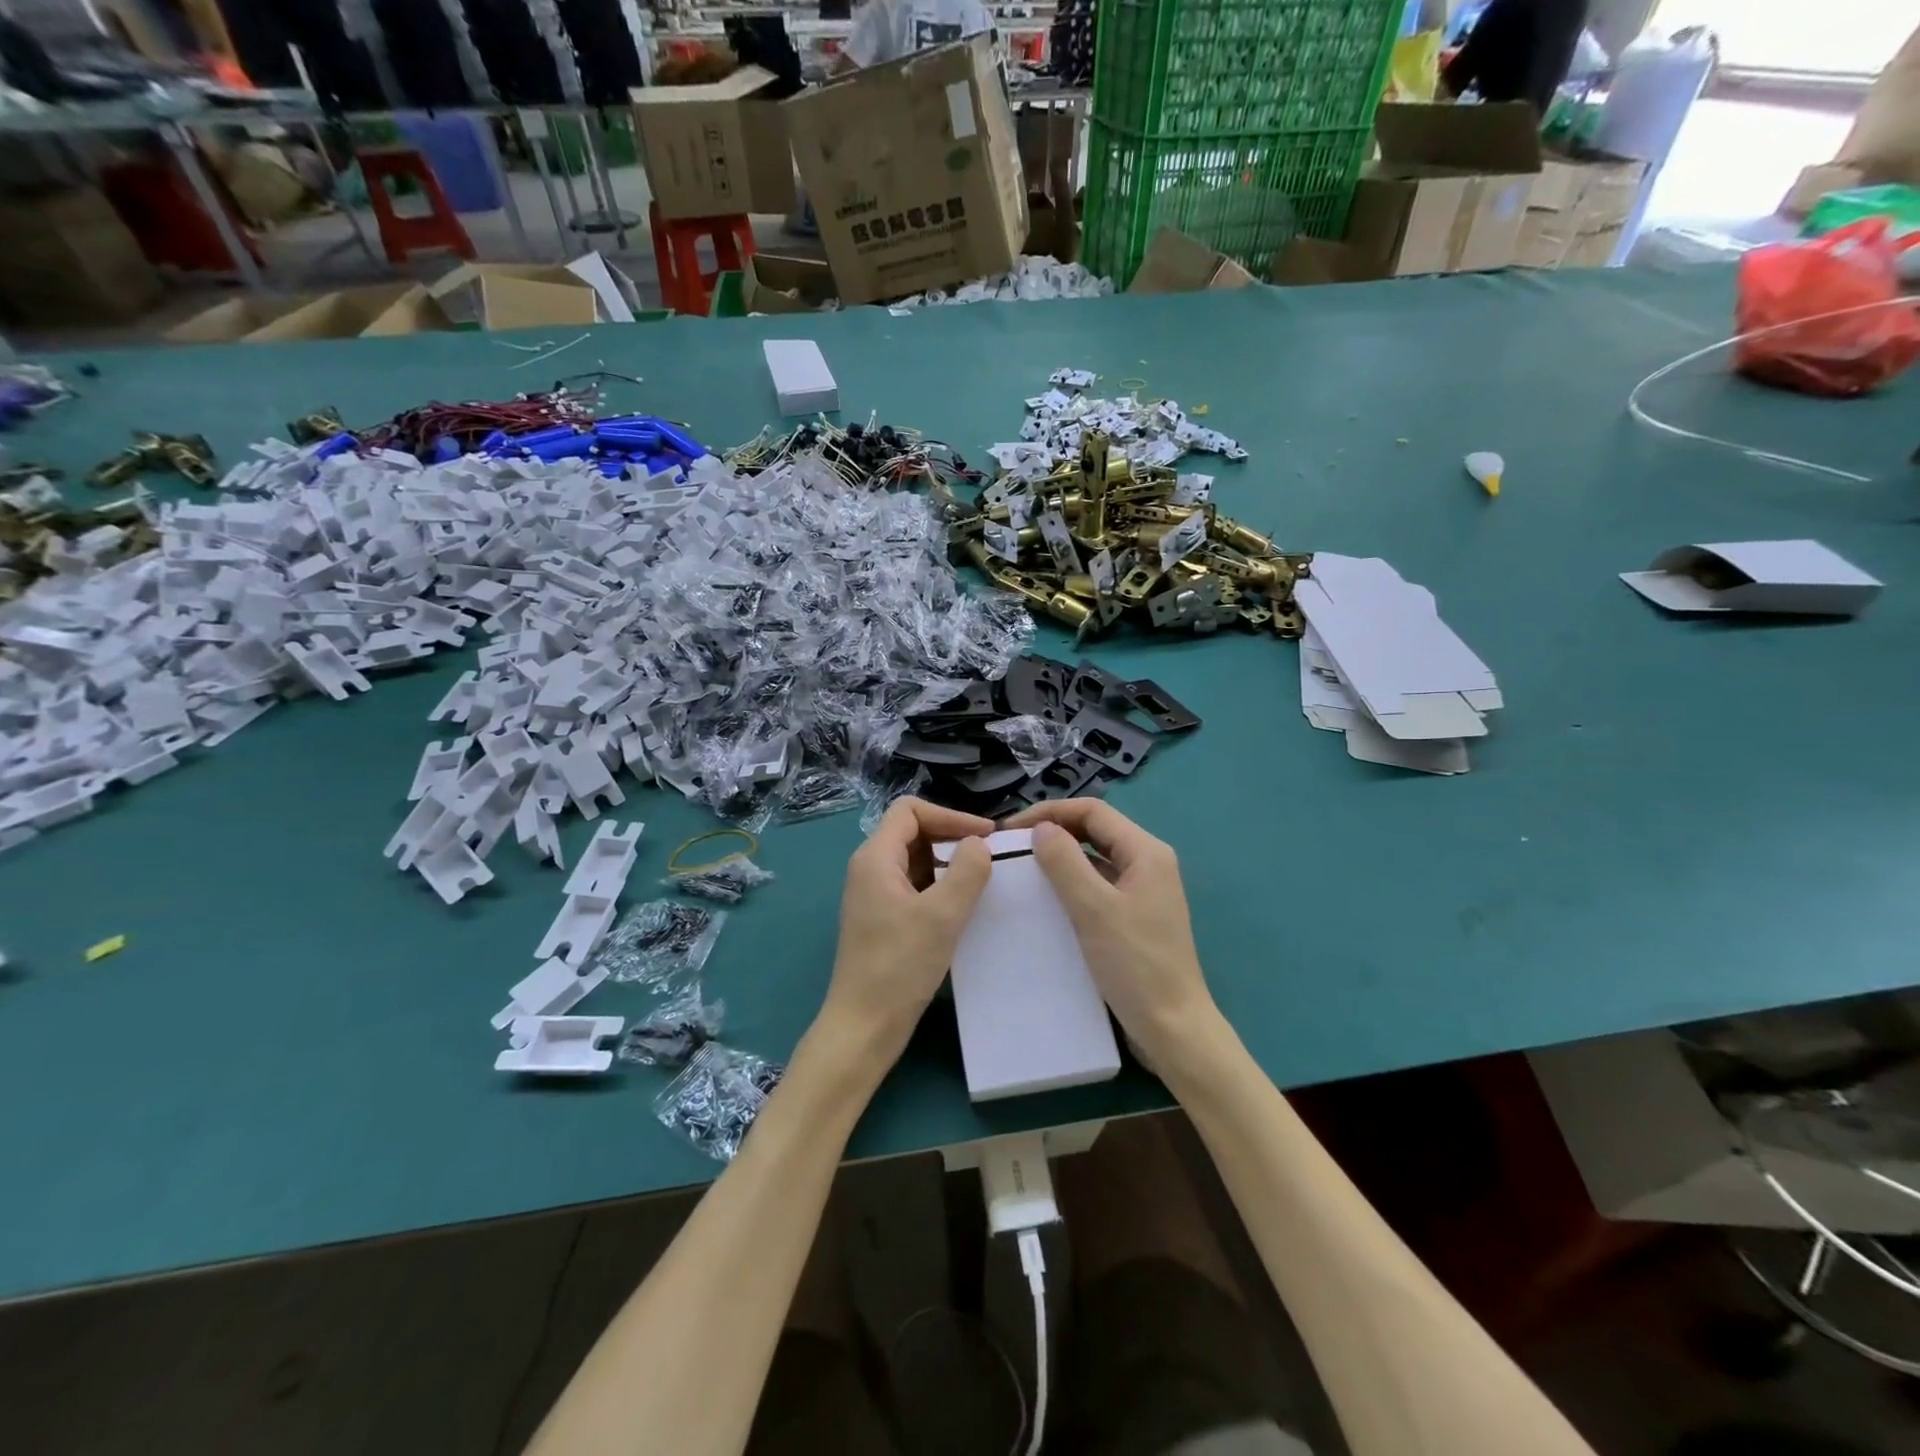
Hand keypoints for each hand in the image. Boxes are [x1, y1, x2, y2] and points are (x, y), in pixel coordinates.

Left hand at [816, 797, 993, 1074]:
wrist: (864, 1026)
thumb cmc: (899, 966)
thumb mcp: (942, 915)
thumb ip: (966, 872)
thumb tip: (978, 844)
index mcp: (875, 858)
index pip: (911, 810)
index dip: (950, 815)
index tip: (986, 836)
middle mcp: (870, 869)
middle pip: (913, 832)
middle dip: (952, 837)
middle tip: (991, 856)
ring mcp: (875, 895)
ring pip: (916, 860)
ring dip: (949, 863)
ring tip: (985, 879)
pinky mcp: (883, 918)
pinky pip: (915, 886)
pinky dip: (940, 886)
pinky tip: (965, 905)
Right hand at [1005, 799, 1220, 1076]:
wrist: (1173, 1028)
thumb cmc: (1135, 965)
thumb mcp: (1094, 910)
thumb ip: (1065, 863)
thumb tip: (1041, 829)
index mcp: (1146, 852)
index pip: (1093, 811)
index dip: (1050, 812)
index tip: (1012, 830)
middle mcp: (1148, 863)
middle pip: (1095, 830)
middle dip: (1054, 831)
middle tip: (1012, 846)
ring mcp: (1143, 890)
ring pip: (1095, 858)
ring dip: (1061, 857)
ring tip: (1023, 867)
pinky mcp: (1135, 915)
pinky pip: (1098, 885)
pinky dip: (1072, 882)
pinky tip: (1046, 898)